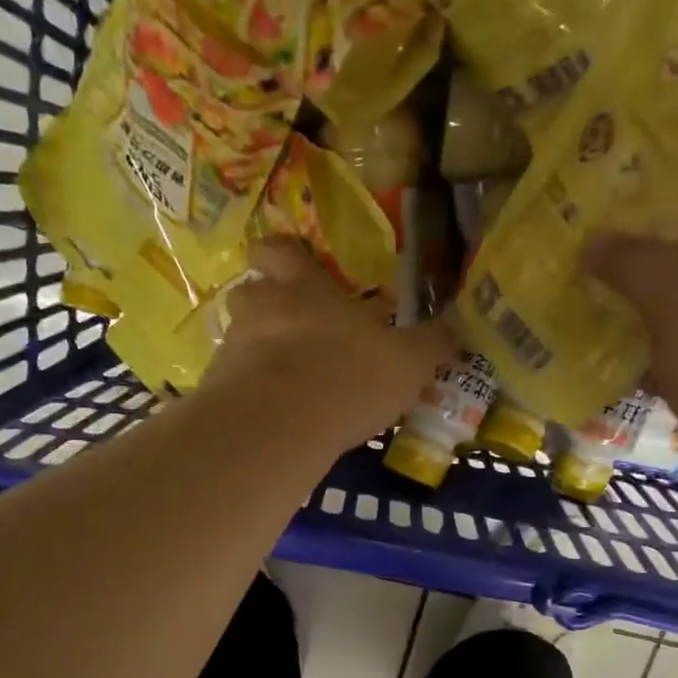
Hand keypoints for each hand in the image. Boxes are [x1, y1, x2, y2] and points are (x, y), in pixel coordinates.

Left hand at [203, 240, 455, 450]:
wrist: (277, 427)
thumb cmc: (346, 377)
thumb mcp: (407, 363)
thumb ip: (431, 343)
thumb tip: (462, 325)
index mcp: (304, 288)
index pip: (281, 250)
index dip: (285, 255)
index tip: (295, 267)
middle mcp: (261, 308)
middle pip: (251, 291)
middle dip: (267, 304)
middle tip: (292, 328)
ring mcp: (232, 348)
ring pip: (239, 338)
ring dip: (258, 352)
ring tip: (284, 381)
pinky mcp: (216, 390)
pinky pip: (231, 382)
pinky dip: (249, 393)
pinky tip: (272, 416)